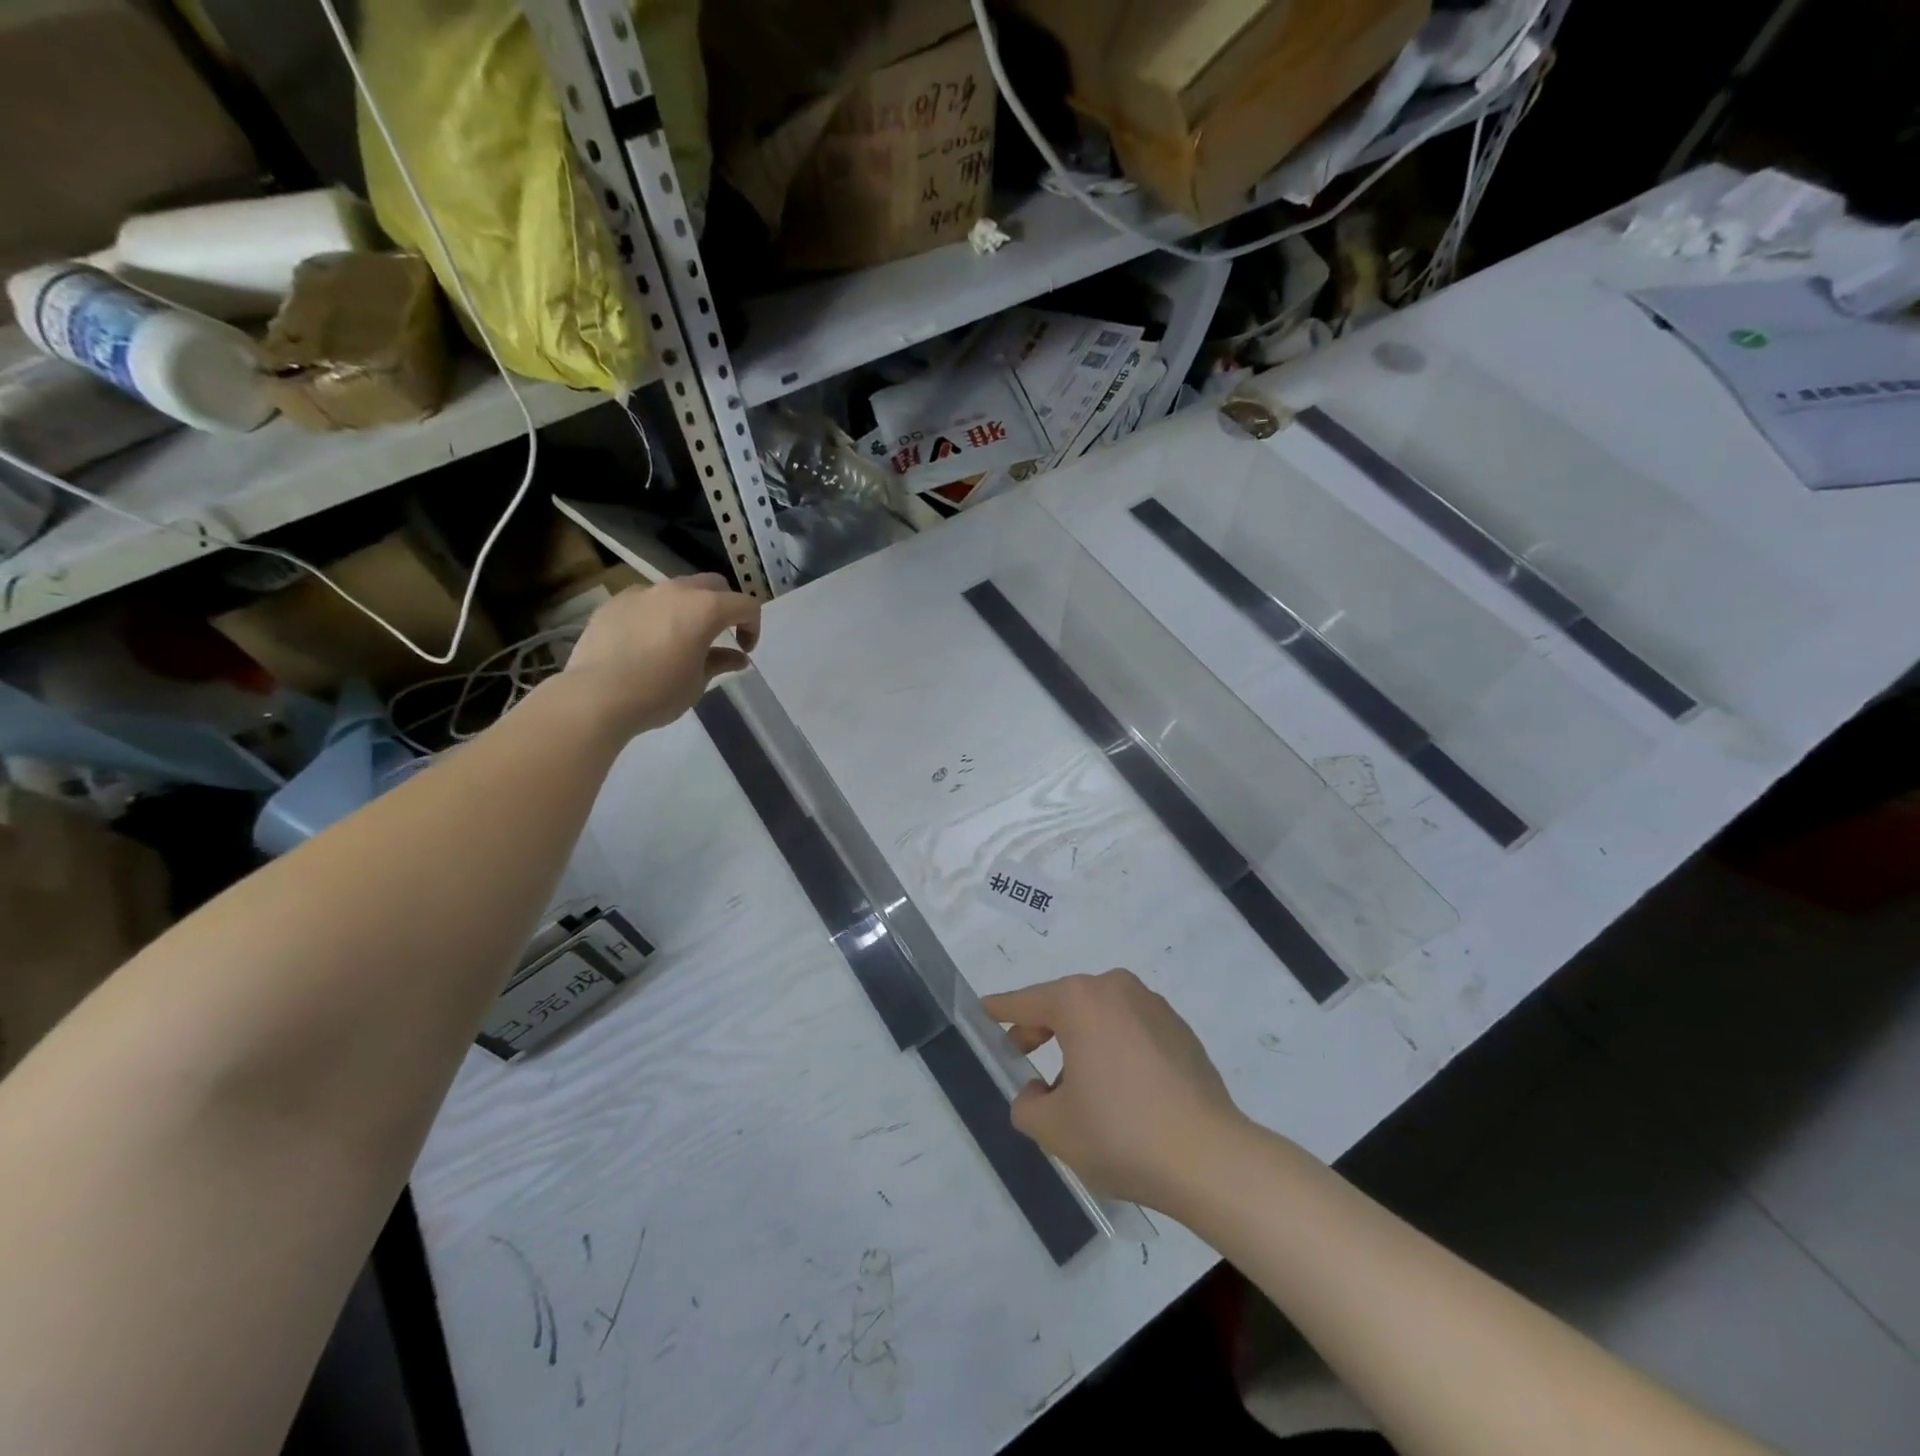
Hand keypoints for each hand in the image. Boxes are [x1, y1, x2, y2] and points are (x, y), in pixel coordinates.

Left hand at [564, 575, 760, 735]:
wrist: (596, 696)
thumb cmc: (658, 692)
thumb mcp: (698, 682)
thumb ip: (720, 661)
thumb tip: (737, 657)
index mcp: (705, 608)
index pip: (745, 605)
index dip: (753, 626)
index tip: (744, 650)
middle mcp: (676, 591)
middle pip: (713, 585)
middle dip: (724, 606)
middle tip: (720, 634)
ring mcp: (642, 592)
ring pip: (677, 589)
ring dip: (688, 607)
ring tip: (680, 637)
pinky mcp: (615, 602)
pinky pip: (646, 601)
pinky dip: (657, 614)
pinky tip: (647, 642)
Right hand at [982, 970, 1246, 1210]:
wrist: (1209, 1158)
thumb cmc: (1120, 1134)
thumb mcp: (1054, 1128)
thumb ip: (1027, 1104)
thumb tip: (1036, 1092)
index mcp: (1080, 1001)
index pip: (1026, 1002)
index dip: (1001, 1011)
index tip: (983, 1011)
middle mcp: (1116, 989)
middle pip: (1065, 1004)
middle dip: (1041, 1030)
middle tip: (1023, 1059)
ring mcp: (1153, 1006)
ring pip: (1101, 1017)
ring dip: (1081, 1042)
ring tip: (1077, 1089)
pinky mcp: (1180, 1030)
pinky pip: (1132, 1031)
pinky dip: (1115, 1050)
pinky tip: (1121, 1093)